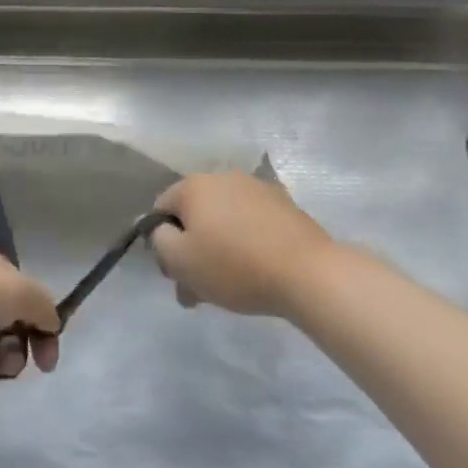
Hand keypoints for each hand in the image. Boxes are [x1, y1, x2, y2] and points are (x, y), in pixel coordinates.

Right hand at [151, 173, 344, 318]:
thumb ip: (158, 241)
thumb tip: (161, 230)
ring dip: (218, 249)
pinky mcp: (285, 206)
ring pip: (223, 222)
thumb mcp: (179, 260)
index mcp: (193, 185)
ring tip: (228, 286)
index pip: (160, 209)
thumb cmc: (234, 266)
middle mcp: (223, 178)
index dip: (161, 243)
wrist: (308, 273)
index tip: (174, 274)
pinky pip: (251, 225)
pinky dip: (246, 245)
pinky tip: (255, 272)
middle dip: (191, 251)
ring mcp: (257, 190)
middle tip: (198, 289)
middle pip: (194, 216)